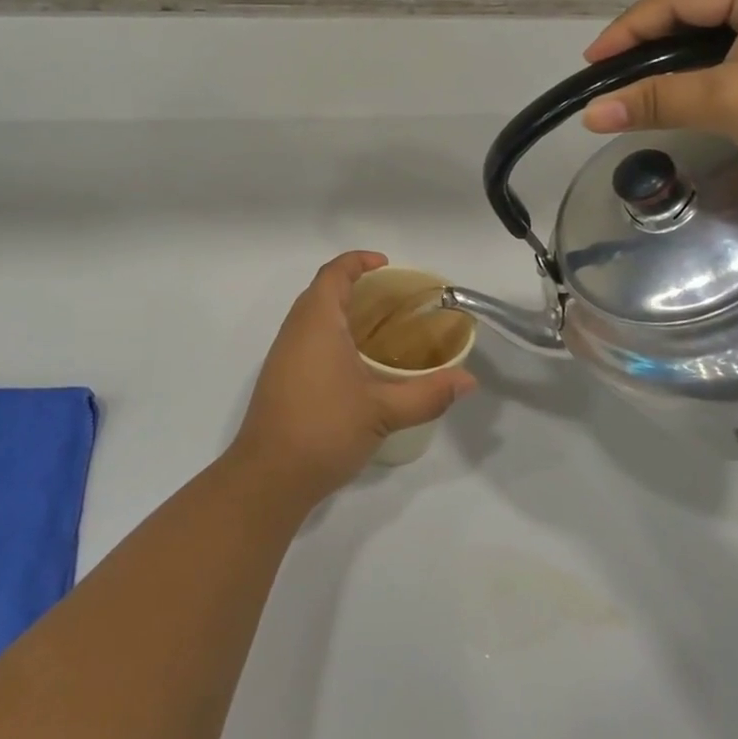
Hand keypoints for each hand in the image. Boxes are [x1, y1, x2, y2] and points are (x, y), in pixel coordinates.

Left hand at [229, 252, 475, 506]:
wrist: (269, 476)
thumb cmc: (325, 429)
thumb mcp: (383, 410)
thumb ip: (428, 393)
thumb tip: (468, 381)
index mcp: (316, 321)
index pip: (334, 273)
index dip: (358, 261)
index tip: (387, 265)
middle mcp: (295, 329)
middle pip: (322, 290)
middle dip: (354, 285)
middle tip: (392, 299)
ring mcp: (283, 354)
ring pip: (312, 317)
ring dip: (341, 312)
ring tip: (380, 329)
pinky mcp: (280, 378)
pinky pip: (307, 340)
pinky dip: (332, 336)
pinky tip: (356, 364)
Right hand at [580, 0, 737, 200]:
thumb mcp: (729, 104)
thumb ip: (655, 101)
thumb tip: (590, 115)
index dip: (630, 29)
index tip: (591, 63)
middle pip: (706, 1)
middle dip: (657, 38)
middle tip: (619, 73)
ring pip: (732, 18)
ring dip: (689, 48)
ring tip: (654, 78)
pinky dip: (724, 55)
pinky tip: (708, 78)